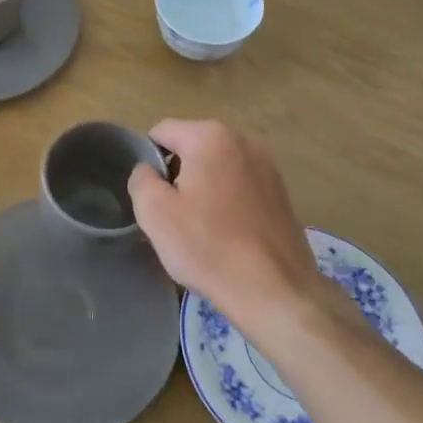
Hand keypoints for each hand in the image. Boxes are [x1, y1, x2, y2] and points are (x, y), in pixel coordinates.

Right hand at [128, 120, 333, 334]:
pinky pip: (240, 188)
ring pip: (217, 169)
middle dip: (177, 175)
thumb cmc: (208, 246)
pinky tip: (226, 235)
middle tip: (171, 215)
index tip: (150, 195)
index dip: (148, 160)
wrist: (274, 290)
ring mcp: (268, 167)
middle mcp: (243, 142)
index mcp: (210, 137)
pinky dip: (227, 203)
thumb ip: (141, 179)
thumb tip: (148, 170)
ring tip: (199, 228)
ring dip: (203, 189)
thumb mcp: (154, 212)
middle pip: (192, 148)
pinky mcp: (282, 194)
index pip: (162, 132)